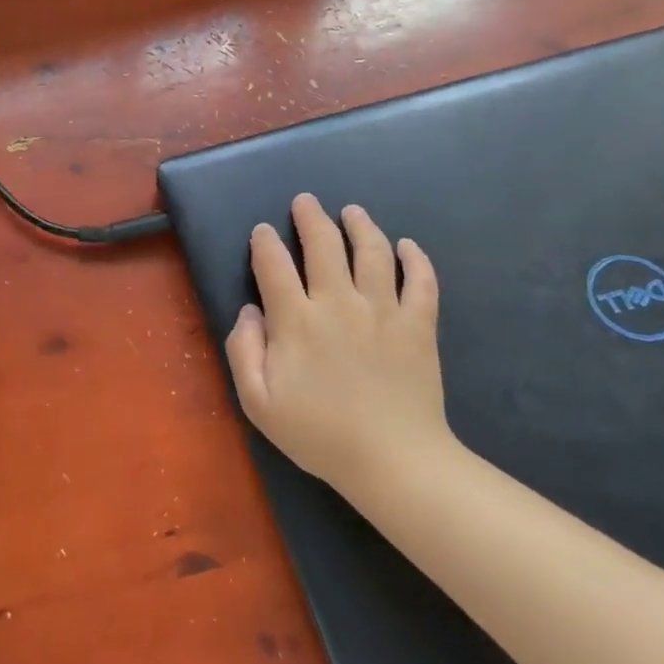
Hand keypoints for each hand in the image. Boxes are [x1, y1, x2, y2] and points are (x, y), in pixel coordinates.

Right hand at [225, 195, 454, 495]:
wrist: (394, 461)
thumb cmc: (318, 433)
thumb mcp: (257, 401)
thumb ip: (242, 350)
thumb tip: (249, 311)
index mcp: (296, 320)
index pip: (274, 264)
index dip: (265, 242)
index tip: (263, 231)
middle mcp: (338, 303)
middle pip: (323, 244)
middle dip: (311, 217)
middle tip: (306, 201)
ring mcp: (383, 311)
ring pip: (372, 252)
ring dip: (360, 226)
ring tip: (352, 212)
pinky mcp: (418, 325)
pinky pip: (421, 281)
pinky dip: (415, 259)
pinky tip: (407, 246)